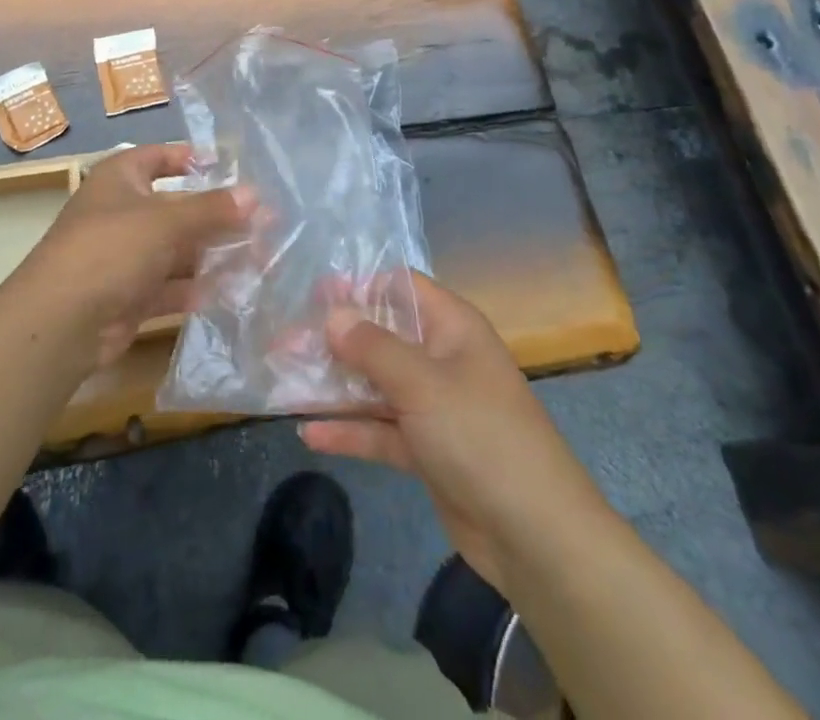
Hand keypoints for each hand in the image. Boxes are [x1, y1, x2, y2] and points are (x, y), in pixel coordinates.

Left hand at [17, 144, 252, 368]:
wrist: (61, 321)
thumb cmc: (111, 248)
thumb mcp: (165, 221)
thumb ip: (212, 209)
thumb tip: (255, 194)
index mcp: (120, 179)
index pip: (157, 157)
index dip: (189, 159)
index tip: (227, 166)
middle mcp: (121, 212)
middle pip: (175, 208)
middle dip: (216, 216)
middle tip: (264, 222)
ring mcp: (124, 256)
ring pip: (176, 249)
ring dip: (212, 254)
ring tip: (259, 258)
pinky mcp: (129, 296)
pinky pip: (169, 285)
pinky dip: (196, 287)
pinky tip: (231, 291)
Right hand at [301, 273, 603, 596]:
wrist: (536, 536)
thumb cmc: (480, 436)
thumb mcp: (422, 383)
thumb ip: (372, 346)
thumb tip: (332, 314)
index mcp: (451, 327)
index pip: (400, 287)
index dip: (358, 284)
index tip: (312, 291)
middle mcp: (441, 357)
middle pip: (381, 335)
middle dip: (335, 338)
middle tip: (284, 339)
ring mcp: (434, 405)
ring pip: (376, 383)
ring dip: (335, 384)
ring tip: (284, 380)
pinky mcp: (427, 449)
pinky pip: (381, 429)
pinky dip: (350, 430)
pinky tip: (309, 435)